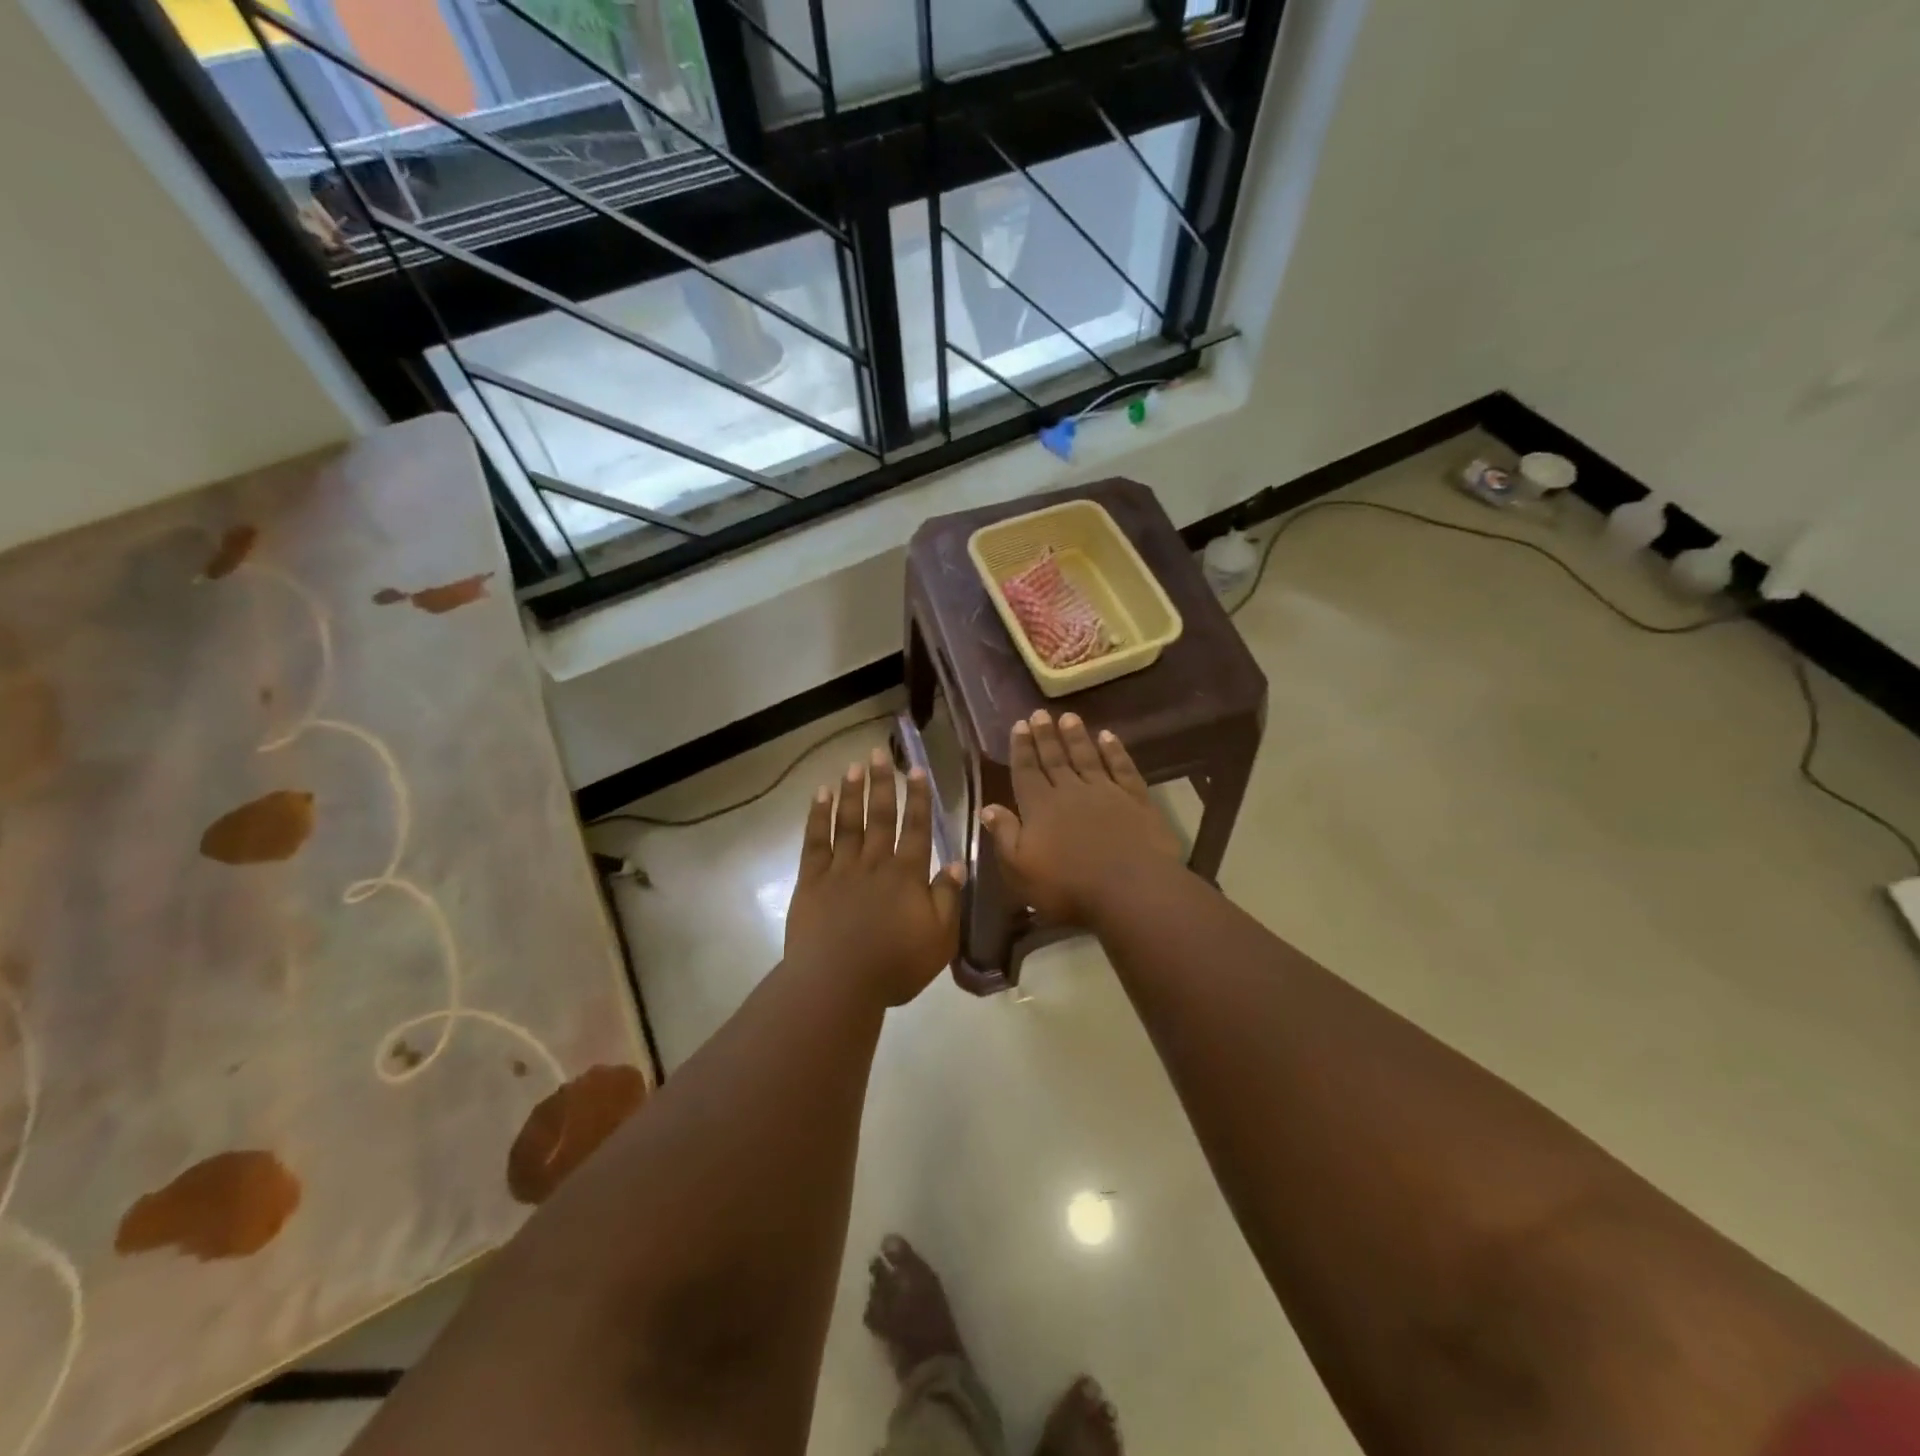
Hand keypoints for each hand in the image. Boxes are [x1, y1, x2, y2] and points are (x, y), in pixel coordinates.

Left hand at [785, 747, 965, 1006]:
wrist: (837, 983)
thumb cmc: (894, 965)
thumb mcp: (939, 939)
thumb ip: (948, 898)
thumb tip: (958, 863)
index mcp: (907, 875)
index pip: (917, 828)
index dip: (918, 798)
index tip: (916, 769)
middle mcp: (874, 863)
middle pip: (880, 816)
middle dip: (882, 783)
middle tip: (879, 753)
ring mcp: (840, 869)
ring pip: (848, 822)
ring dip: (852, 792)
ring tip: (854, 765)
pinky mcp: (811, 881)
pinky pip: (815, 842)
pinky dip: (818, 816)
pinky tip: (821, 796)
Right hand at [980, 711, 1185, 924]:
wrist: (1131, 889)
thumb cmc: (1068, 887)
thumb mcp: (1021, 869)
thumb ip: (1004, 835)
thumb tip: (987, 807)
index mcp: (1039, 807)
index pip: (1026, 772)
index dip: (1021, 748)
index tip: (1019, 724)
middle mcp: (1070, 792)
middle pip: (1055, 759)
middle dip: (1045, 736)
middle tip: (1039, 714)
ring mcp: (1106, 792)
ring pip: (1087, 757)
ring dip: (1076, 737)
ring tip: (1068, 717)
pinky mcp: (1136, 800)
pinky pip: (1122, 768)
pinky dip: (1115, 751)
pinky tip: (1108, 736)